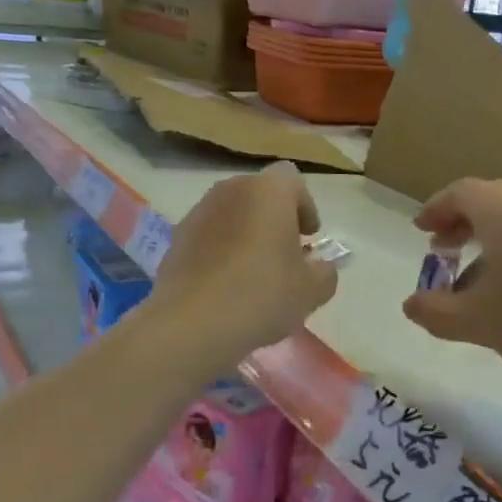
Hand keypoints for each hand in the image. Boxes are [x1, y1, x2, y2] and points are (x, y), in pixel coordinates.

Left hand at [146, 162, 338, 376]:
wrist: (193, 322)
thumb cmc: (262, 295)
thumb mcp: (311, 291)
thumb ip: (325, 272)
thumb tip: (321, 267)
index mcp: (269, 191)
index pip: (292, 180)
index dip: (305, 206)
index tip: (308, 237)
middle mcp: (231, 190)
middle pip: (260, 194)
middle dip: (275, 218)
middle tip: (284, 253)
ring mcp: (199, 212)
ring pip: (232, 213)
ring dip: (246, 233)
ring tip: (254, 271)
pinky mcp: (177, 237)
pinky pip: (208, 235)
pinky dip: (220, 249)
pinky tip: (225, 284)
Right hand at [401, 178, 501, 384]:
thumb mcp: (476, 322)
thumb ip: (435, 312)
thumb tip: (410, 305)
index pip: (460, 192)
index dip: (435, 209)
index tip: (421, 230)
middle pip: (490, 199)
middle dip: (461, 223)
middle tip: (443, 251)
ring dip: (489, 237)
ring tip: (476, 276)